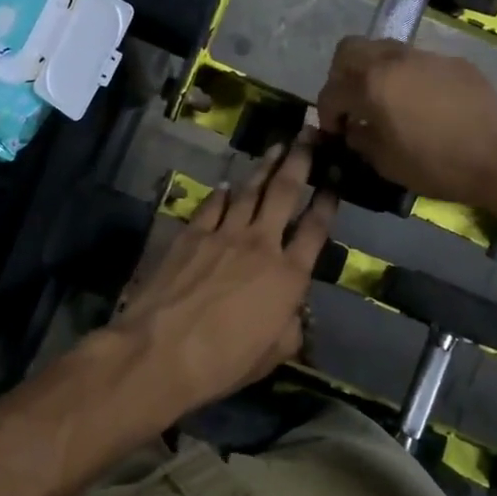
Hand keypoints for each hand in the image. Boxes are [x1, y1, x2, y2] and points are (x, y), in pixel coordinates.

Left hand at [108, 134, 337, 419]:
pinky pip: (211, 204)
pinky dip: (222, 192)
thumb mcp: (273, 355)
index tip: (335, 178)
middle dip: (300, 160)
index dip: (328, 201)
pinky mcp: (191, 234)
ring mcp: (223, 234)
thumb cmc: (223, 361)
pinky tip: (226, 183)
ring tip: (276, 146)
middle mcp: (261, 244)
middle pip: (285, 192)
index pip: (316, 229)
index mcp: (288, 275)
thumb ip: (290, 327)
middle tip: (309, 134)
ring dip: (265, 166)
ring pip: (249, 190)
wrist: (161, 351)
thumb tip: (293, 312)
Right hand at [316, 38, 496, 208]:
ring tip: (383, 101)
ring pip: (384, 49)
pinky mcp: (453, 62)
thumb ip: (361, 139)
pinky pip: (416, 61)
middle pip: (350, 50)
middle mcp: (395, 60)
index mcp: (373, 84)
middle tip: (350, 103)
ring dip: (373, 71)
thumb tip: (353, 128)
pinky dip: (405, 76)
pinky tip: (419, 104)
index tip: (335, 131)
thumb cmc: (438, 165)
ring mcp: (426, 56)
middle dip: (340, 76)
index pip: (332, 90)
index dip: (326, 113)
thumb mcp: (387, 163)